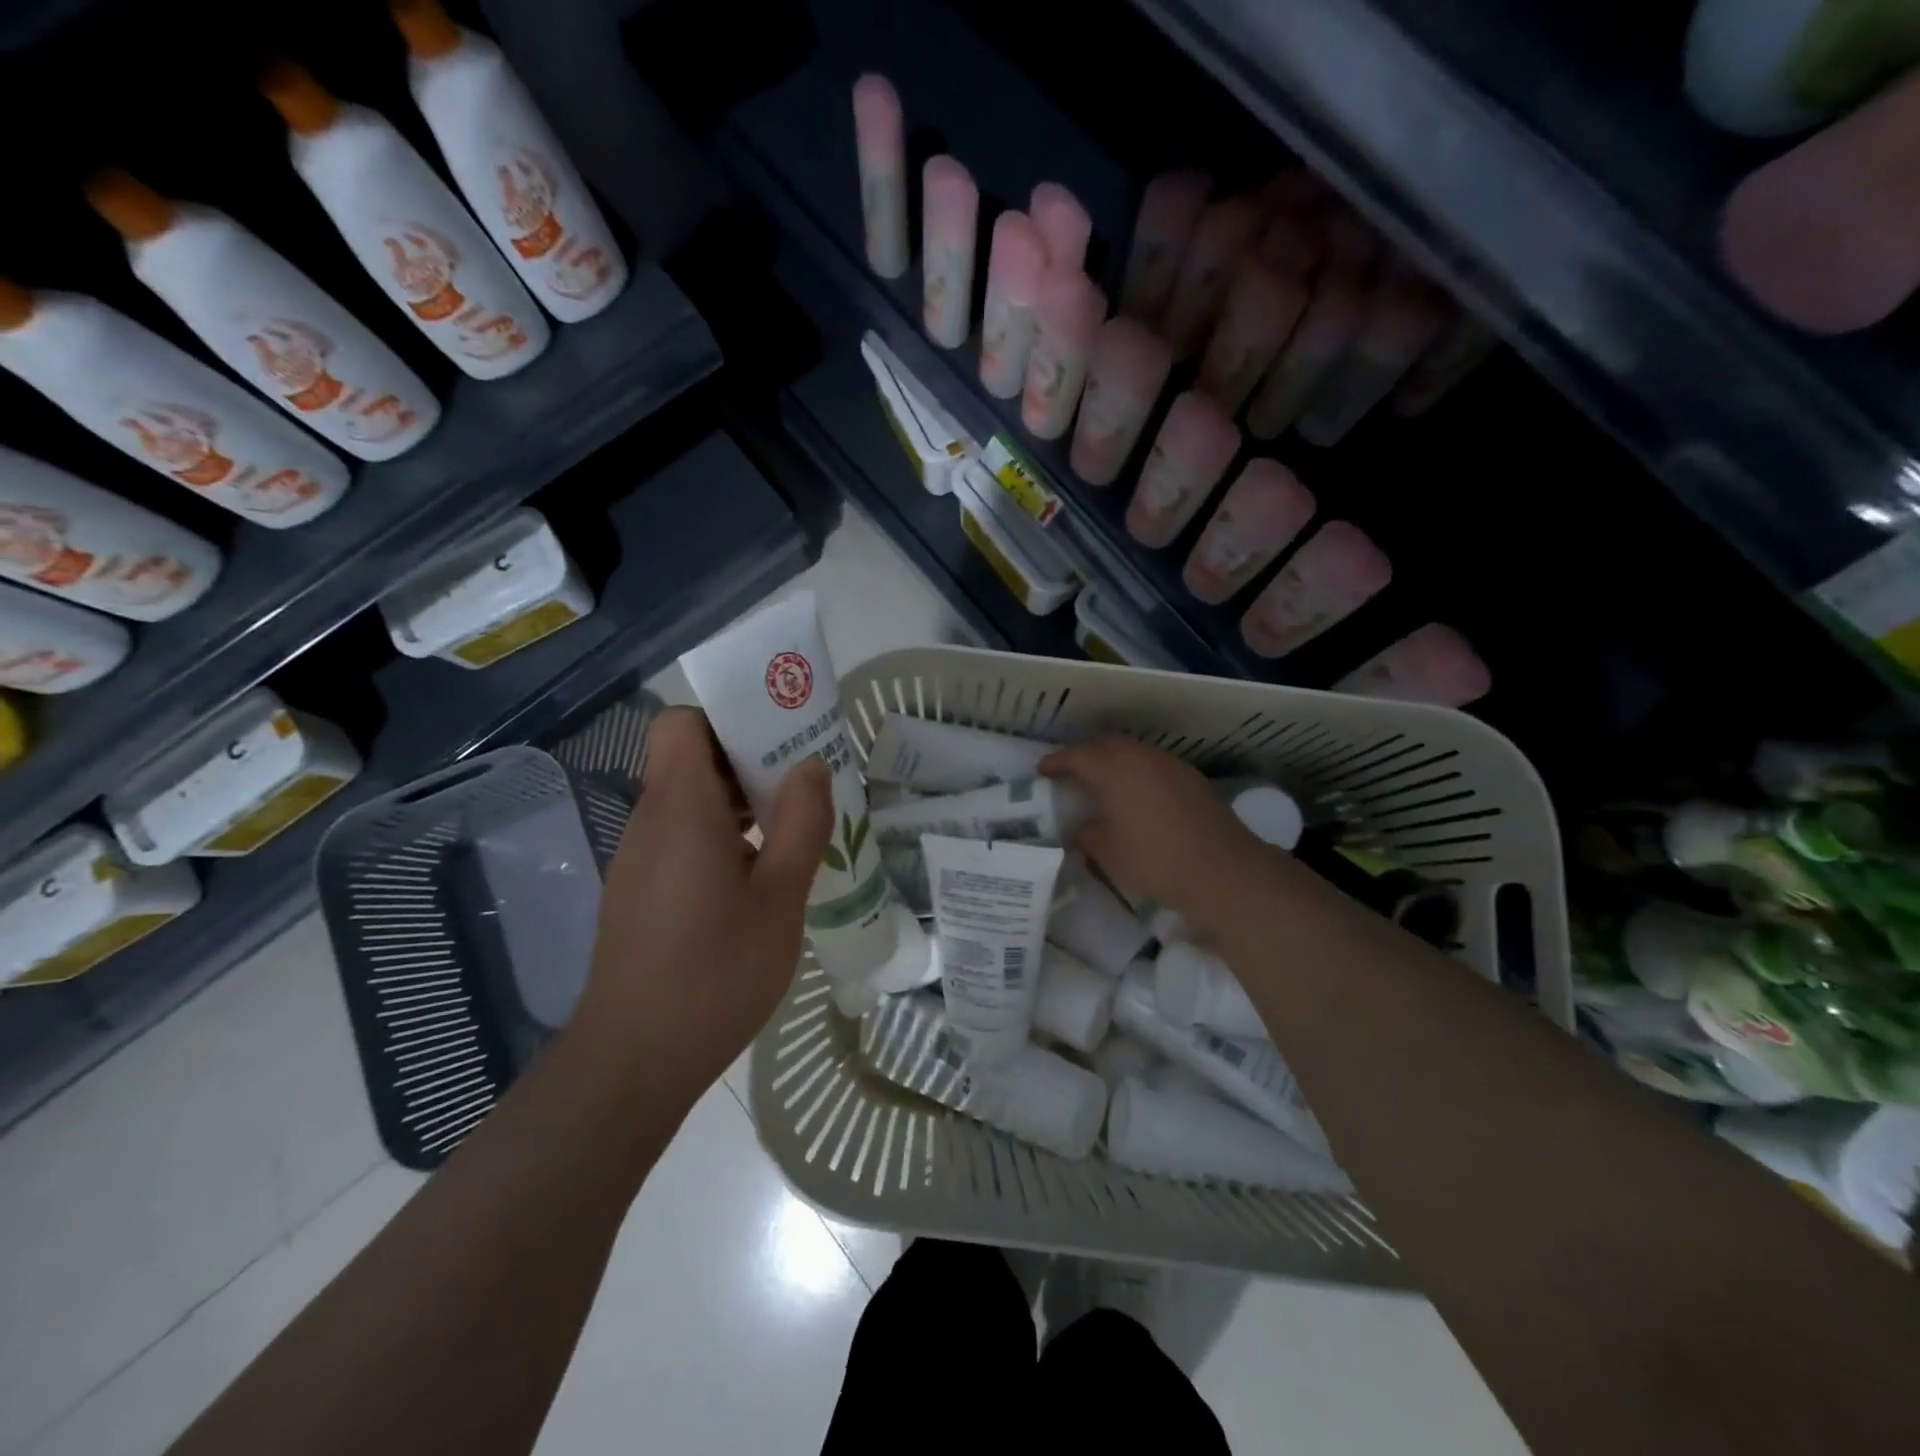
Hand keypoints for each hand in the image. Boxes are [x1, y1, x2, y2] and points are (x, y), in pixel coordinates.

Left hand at [571, 707, 832, 1102]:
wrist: (634, 1061)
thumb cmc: (715, 973)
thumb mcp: (780, 899)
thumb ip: (801, 824)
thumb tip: (812, 766)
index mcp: (681, 809)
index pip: (682, 723)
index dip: (728, 718)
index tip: (779, 738)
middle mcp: (650, 822)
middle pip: (691, 758)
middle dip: (748, 759)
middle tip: (803, 783)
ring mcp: (639, 858)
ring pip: (688, 800)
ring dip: (739, 801)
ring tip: (791, 829)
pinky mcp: (639, 890)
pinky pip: (681, 836)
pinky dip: (720, 836)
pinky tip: (758, 876)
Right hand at [1041, 736, 1270, 913]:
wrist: (1222, 869)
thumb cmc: (1153, 858)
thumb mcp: (1106, 851)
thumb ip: (1084, 835)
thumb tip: (1074, 832)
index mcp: (1113, 768)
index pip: (1076, 756)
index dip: (1056, 762)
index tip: (1041, 771)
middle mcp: (1141, 756)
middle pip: (1105, 744)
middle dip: (1085, 755)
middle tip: (1071, 773)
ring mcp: (1170, 764)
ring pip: (1133, 752)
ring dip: (1114, 762)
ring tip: (1102, 784)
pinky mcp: (1191, 778)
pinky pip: (1153, 765)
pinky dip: (1137, 773)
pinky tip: (1136, 796)